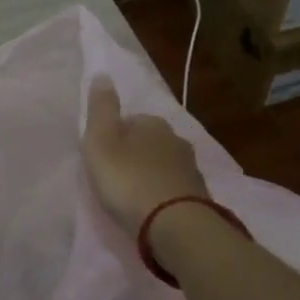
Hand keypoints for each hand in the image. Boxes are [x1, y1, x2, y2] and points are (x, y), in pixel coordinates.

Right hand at [81, 77, 208, 233]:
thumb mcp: (101, 142)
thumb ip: (101, 109)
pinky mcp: (199, 195)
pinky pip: (174, 186)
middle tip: (116, 176)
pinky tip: (153, 207)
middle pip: (149, 141)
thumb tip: (103, 74)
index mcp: (152, 123)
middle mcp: (176, 139)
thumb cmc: (129, 180)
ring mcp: (191, 168)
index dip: (114, 136)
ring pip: (163, 164)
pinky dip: (163, 193)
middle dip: (135, 154)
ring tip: (133, 194)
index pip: (130, 120)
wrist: (174, 225)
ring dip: (150, 173)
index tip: (102, 156)